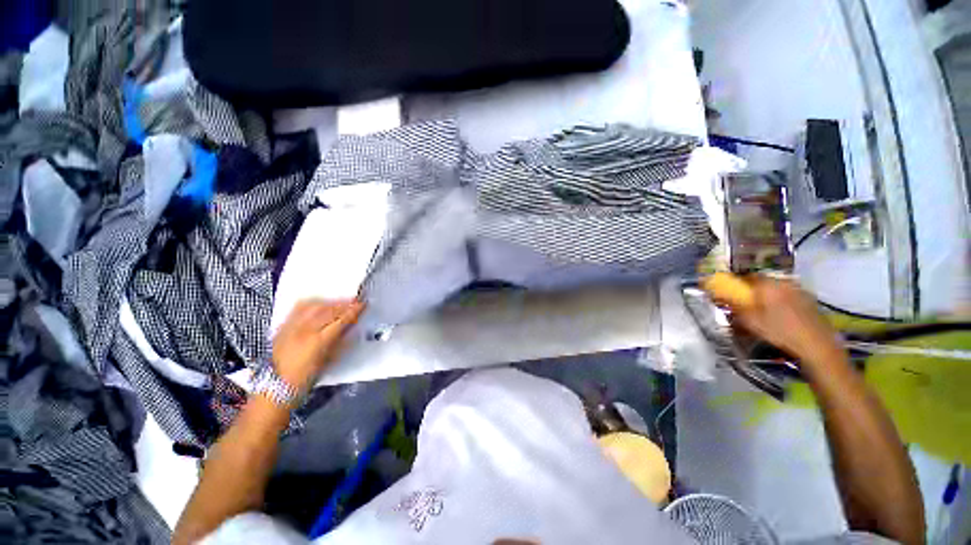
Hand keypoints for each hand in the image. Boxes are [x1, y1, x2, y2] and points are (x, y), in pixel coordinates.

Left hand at [272, 299, 363, 391]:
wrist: (278, 385)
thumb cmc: (308, 376)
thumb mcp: (330, 358)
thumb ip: (340, 339)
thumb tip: (351, 324)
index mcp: (319, 341)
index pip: (341, 320)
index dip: (353, 311)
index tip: (363, 304)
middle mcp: (305, 330)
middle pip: (329, 310)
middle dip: (344, 304)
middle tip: (355, 300)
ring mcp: (292, 326)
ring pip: (314, 306)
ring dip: (330, 302)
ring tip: (339, 301)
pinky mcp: (283, 326)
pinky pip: (299, 307)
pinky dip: (313, 303)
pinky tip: (320, 303)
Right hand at [721, 276, 844, 367]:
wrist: (817, 345)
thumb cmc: (780, 331)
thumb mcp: (750, 322)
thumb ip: (735, 308)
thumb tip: (722, 299)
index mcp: (768, 285)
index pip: (747, 276)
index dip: (738, 282)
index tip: (732, 291)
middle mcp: (784, 282)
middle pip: (764, 281)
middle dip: (754, 289)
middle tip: (748, 302)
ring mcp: (800, 290)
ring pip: (779, 288)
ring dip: (770, 295)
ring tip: (765, 310)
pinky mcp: (811, 301)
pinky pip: (791, 296)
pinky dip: (783, 301)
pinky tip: (783, 315)